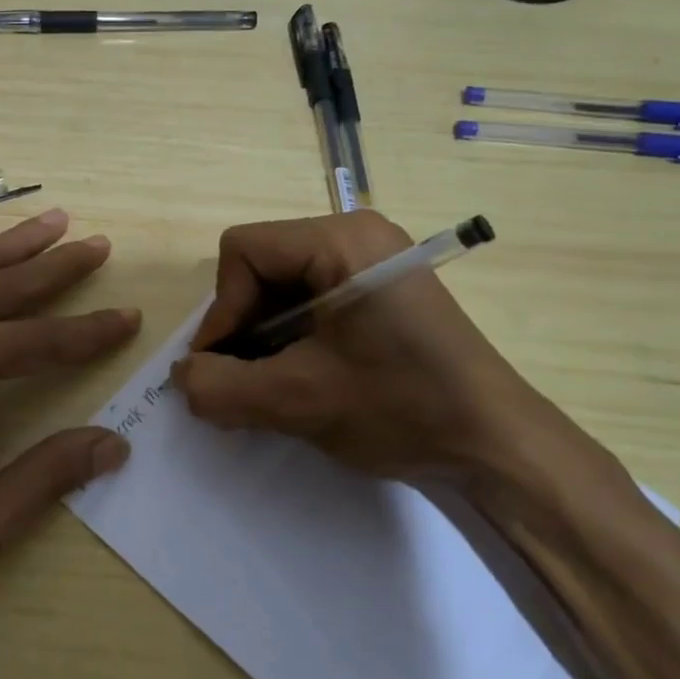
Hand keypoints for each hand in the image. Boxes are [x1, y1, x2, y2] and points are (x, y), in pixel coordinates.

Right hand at [170, 211, 595, 495]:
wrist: (497, 445)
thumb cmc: (401, 409)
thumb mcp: (297, 401)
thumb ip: (222, 387)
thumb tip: (182, 377)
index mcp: (341, 240)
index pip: (243, 251)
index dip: (221, 310)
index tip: (224, 366)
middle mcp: (356, 233)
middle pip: (261, 264)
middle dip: (243, 324)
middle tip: (244, 380)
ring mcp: (373, 258)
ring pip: (282, 283)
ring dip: (264, 335)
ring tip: (270, 384)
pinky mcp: (381, 287)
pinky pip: (312, 296)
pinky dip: (291, 335)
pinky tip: (301, 375)